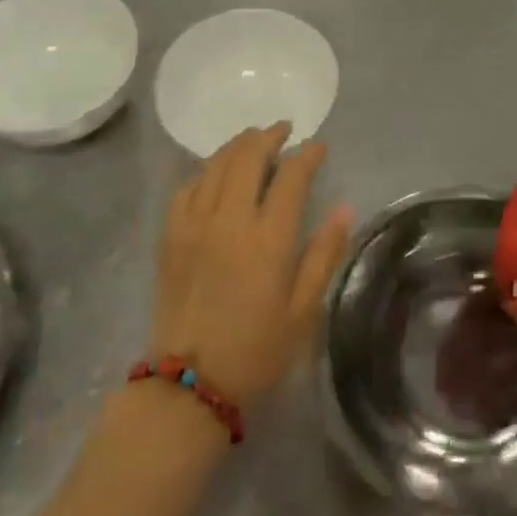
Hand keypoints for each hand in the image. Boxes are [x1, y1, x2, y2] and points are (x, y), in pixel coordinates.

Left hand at [151, 123, 353, 406]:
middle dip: (269, 136)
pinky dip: (206, 172)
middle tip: (284, 131)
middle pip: (248, 157)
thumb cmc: (257, 350)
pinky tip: (215, 175)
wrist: (190, 384)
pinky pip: (187, 188)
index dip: (307, 155)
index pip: (291, 177)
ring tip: (254, 141)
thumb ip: (325, 253)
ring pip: (215, 165)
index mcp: (268, 239)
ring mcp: (194, 225)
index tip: (319, 146)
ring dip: (238, 146)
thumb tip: (345, 207)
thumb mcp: (304, 310)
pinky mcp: (170, 237)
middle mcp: (229, 220)